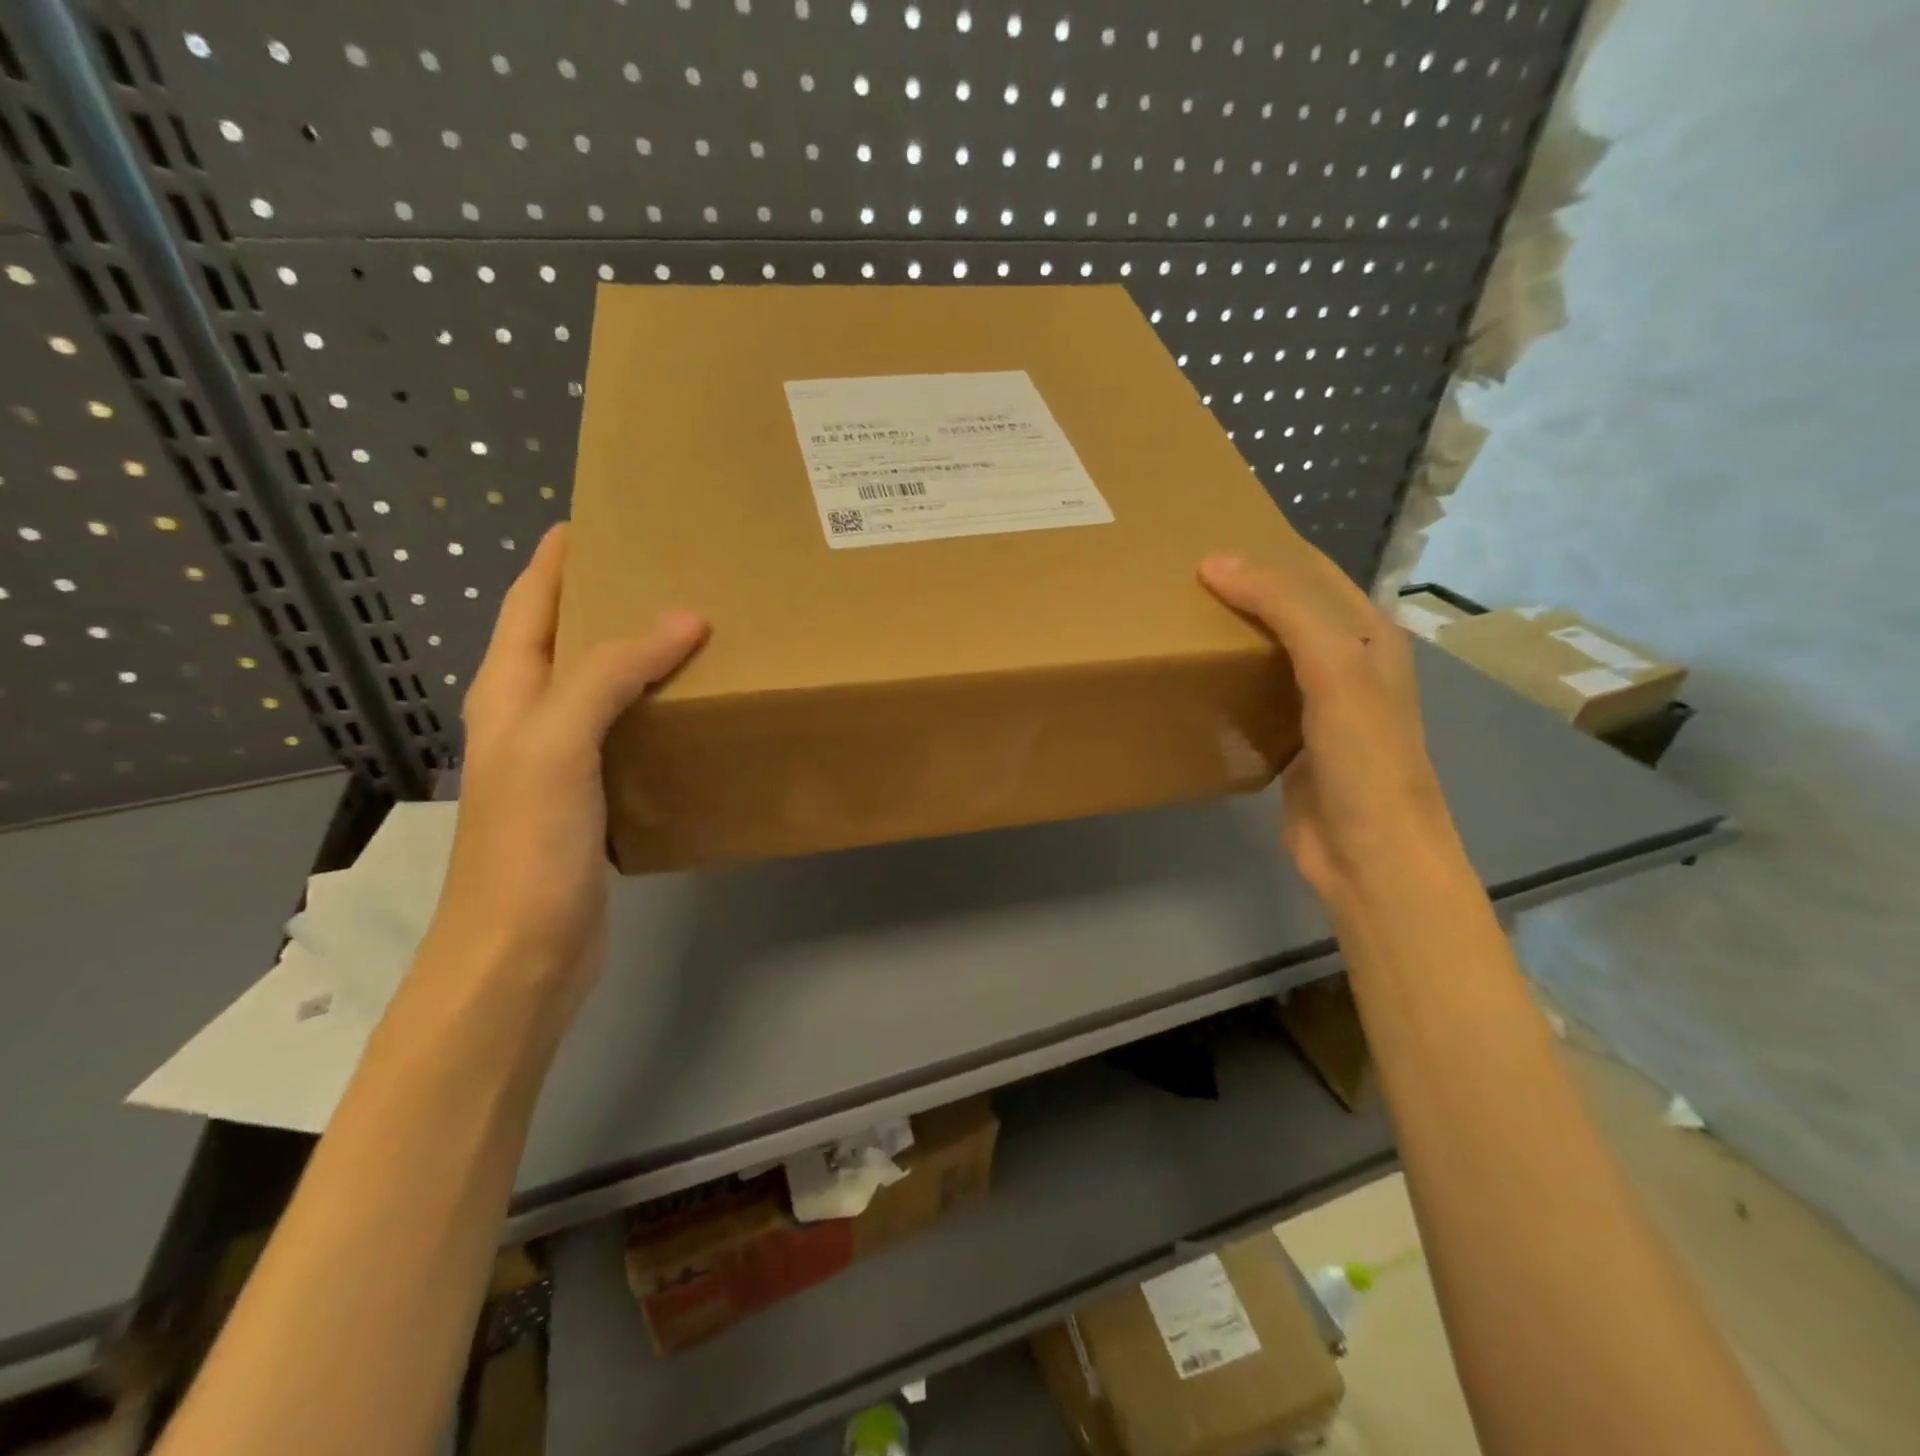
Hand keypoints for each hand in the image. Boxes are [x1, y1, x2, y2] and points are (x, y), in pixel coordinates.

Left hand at [425, 525, 707, 1011]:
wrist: (521, 954)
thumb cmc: (528, 844)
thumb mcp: (559, 743)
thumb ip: (612, 674)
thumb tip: (685, 618)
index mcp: (508, 693)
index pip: (531, 603)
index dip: (559, 558)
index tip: (601, 518)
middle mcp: (529, 719)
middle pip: (567, 639)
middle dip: (609, 598)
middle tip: (673, 570)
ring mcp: (560, 762)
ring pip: (603, 688)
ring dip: (640, 656)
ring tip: (698, 630)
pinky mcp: (593, 800)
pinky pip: (627, 734)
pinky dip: (657, 710)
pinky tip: (695, 710)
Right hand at [1199, 554, 1455, 902]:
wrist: (1369, 854)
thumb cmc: (1364, 756)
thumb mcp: (1333, 668)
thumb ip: (1284, 609)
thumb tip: (1214, 562)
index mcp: (1370, 636)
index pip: (1313, 573)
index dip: (1267, 551)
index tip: (1205, 540)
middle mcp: (1347, 664)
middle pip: (1289, 611)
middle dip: (1242, 591)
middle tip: (1179, 580)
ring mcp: (1319, 706)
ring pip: (1268, 654)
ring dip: (1231, 636)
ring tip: (1177, 619)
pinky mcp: (1291, 742)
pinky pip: (1254, 696)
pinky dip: (1227, 681)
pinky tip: (1194, 677)